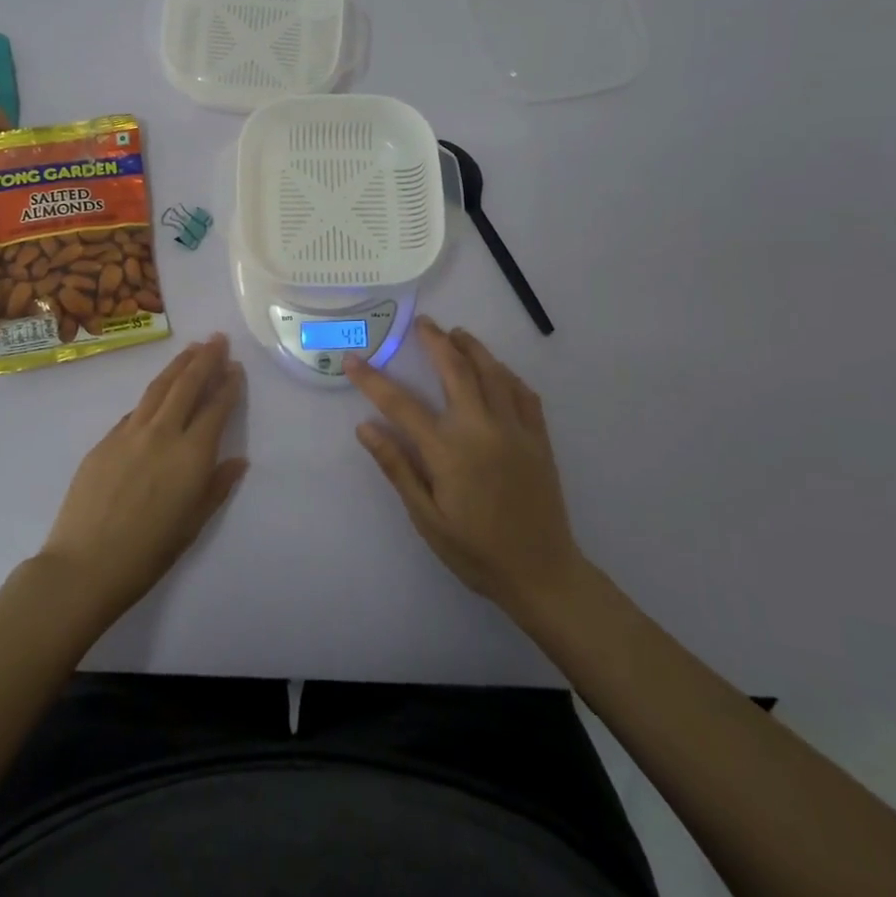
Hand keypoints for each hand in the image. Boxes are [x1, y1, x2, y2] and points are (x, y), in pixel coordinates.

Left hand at [39, 334, 247, 623]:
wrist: (85, 565)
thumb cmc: (148, 553)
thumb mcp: (193, 524)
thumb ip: (217, 487)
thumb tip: (238, 460)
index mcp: (191, 455)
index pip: (216, 408)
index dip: (228, 385)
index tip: (236, 367)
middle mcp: (163, 433)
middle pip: (187, 385)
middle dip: (205, 359)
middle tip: (217, 339)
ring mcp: (130, 433)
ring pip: (159, 388)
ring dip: (178, 365)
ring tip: (192, 348)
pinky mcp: (105, 441)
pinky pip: (135, 410)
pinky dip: (152, 395)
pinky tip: (157, 394)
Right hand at [348, 317, 582, 615]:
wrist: (542, 573)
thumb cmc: (475, 551)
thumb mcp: (427, 517)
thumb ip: (398, 467)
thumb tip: (365, 428)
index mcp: (448, 451)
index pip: (401, 404)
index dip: (373, 380)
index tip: (353, 359)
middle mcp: (482, 429)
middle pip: (455, 370)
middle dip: (435, 341)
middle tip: (422, 322)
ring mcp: (515, 430)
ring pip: (492, 373)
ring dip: (472, 348)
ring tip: (457, 333)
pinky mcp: (539, 438)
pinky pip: (523, 393)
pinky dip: (507, 374)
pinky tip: (498, 370)